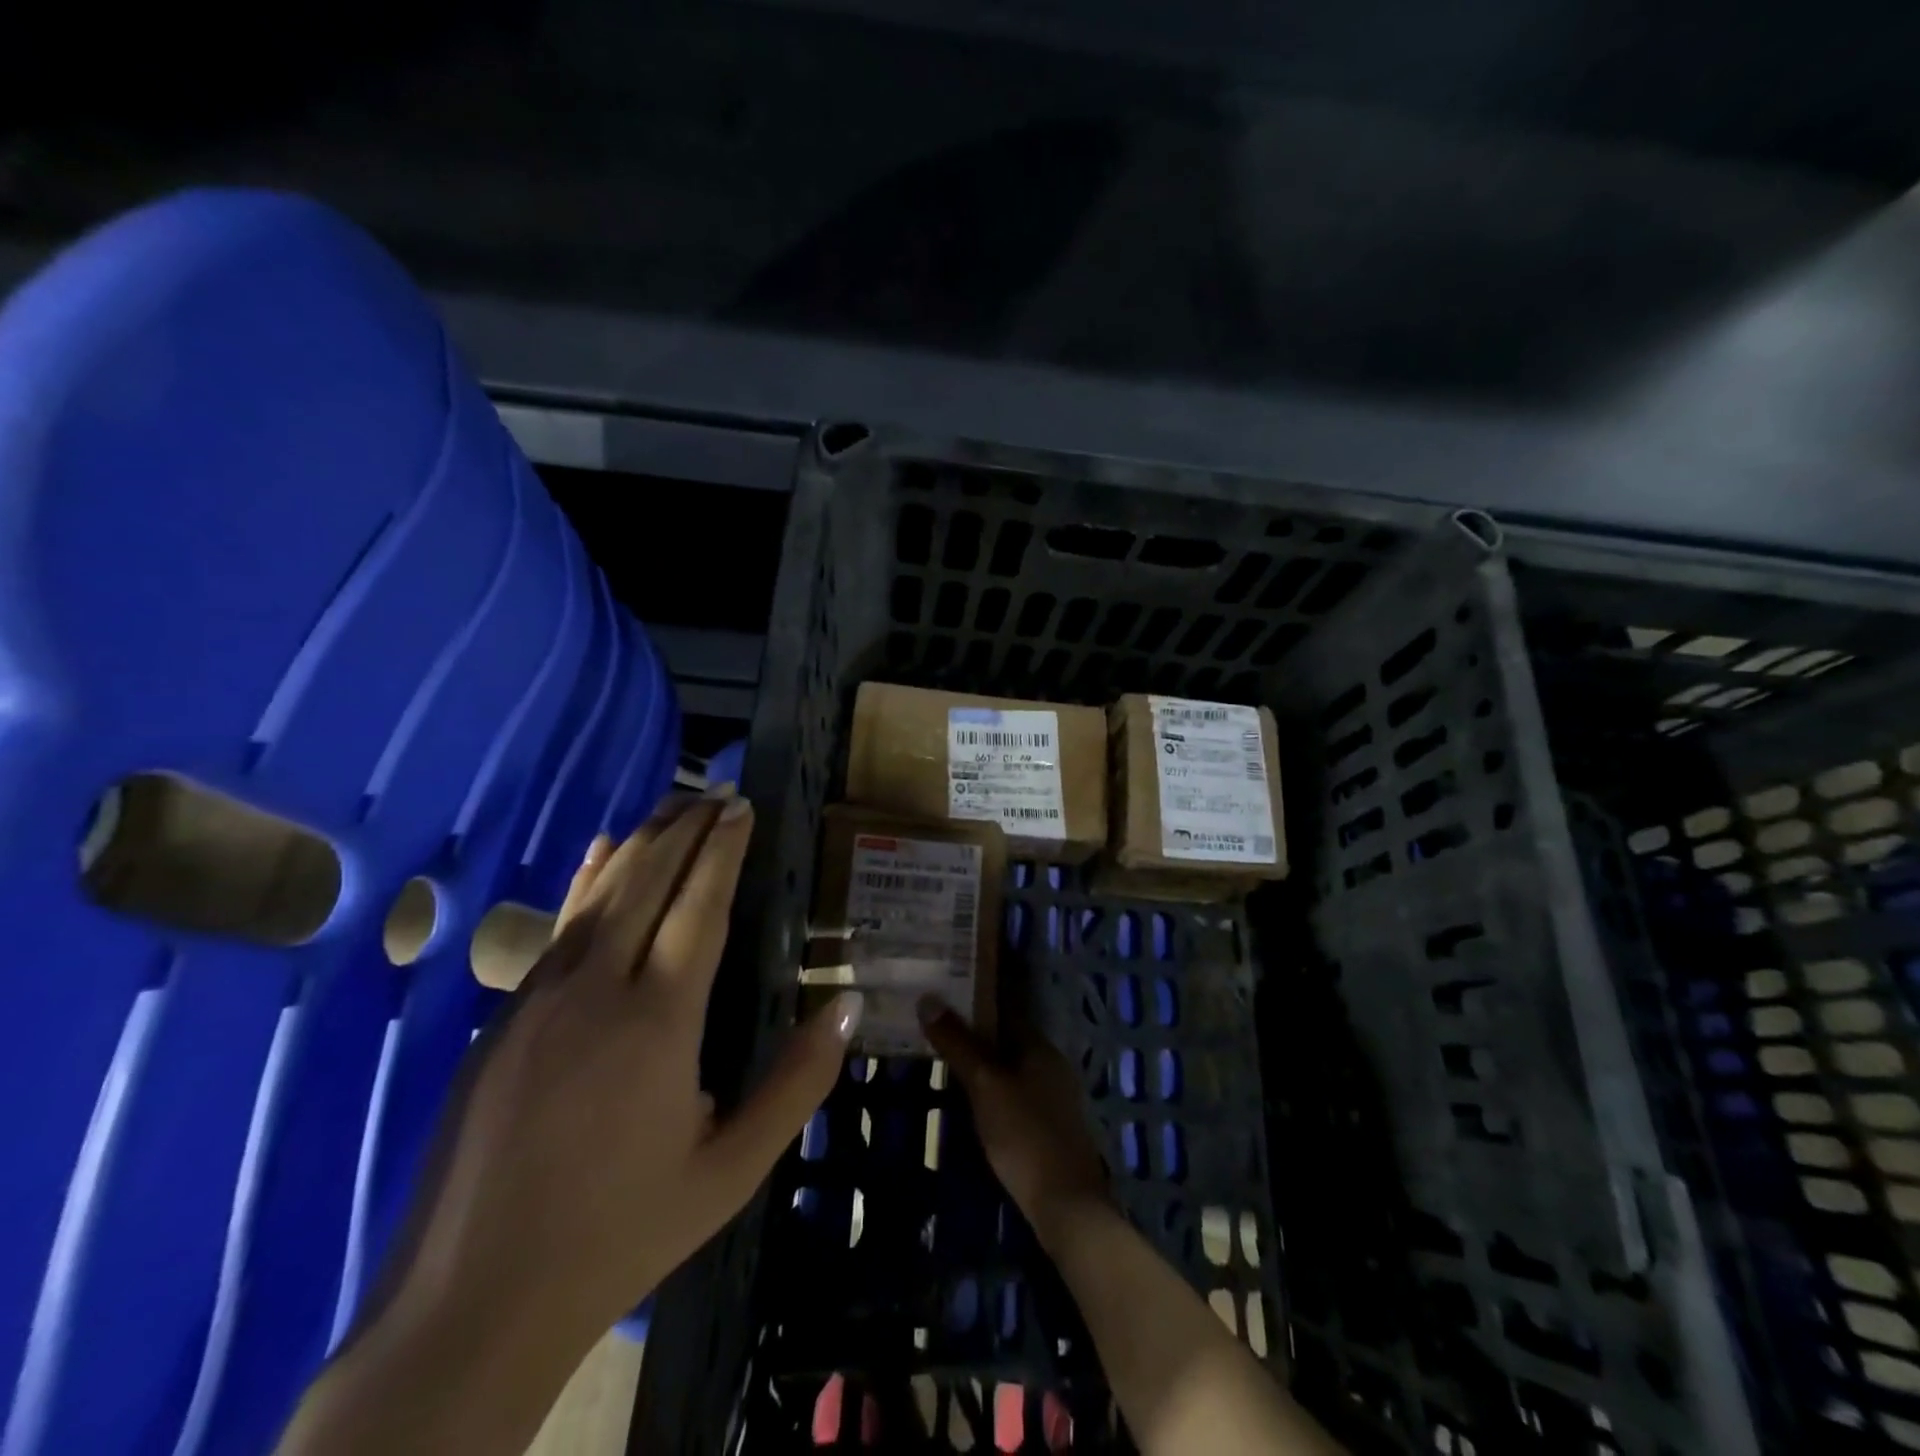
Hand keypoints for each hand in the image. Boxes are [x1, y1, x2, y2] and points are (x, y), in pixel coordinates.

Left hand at [376, 790, 864, 1344]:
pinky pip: (558, 927)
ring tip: (673, 807)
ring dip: (640, 843)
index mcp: (659, 1019)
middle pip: (647, 882)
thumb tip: (850, 1004)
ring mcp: (540, 998)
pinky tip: (597, 854)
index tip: (743, 807)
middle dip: (686, 829)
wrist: (472, 1304)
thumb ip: (797, 1083)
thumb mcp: (733, 1169)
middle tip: (718, 792)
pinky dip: (586, 881)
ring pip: (598, 894)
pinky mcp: (504, 1018)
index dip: (723, 850)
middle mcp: (597, 988)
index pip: (700, 906)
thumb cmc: (621, 1232)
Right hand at [918, 996, 1111, 1245]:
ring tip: (945, 1066)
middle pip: (1007, 1040)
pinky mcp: (1050, 1127)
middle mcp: (1051, 1065)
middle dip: (974, 1036)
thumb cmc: (1024, 1134)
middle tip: (934, 1033)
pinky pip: (1016, 1095)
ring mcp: (1054, 1098)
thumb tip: (928, 999)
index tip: (941, 1001)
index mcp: (1040, 1046)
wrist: (1066, 1205)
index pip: (1004, 1010)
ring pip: (1011, 1069)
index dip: (973, 1004)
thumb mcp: (984, 1084)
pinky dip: (994, 1092)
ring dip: (983, 1066)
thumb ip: (958, 1043)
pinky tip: (973, 1104)